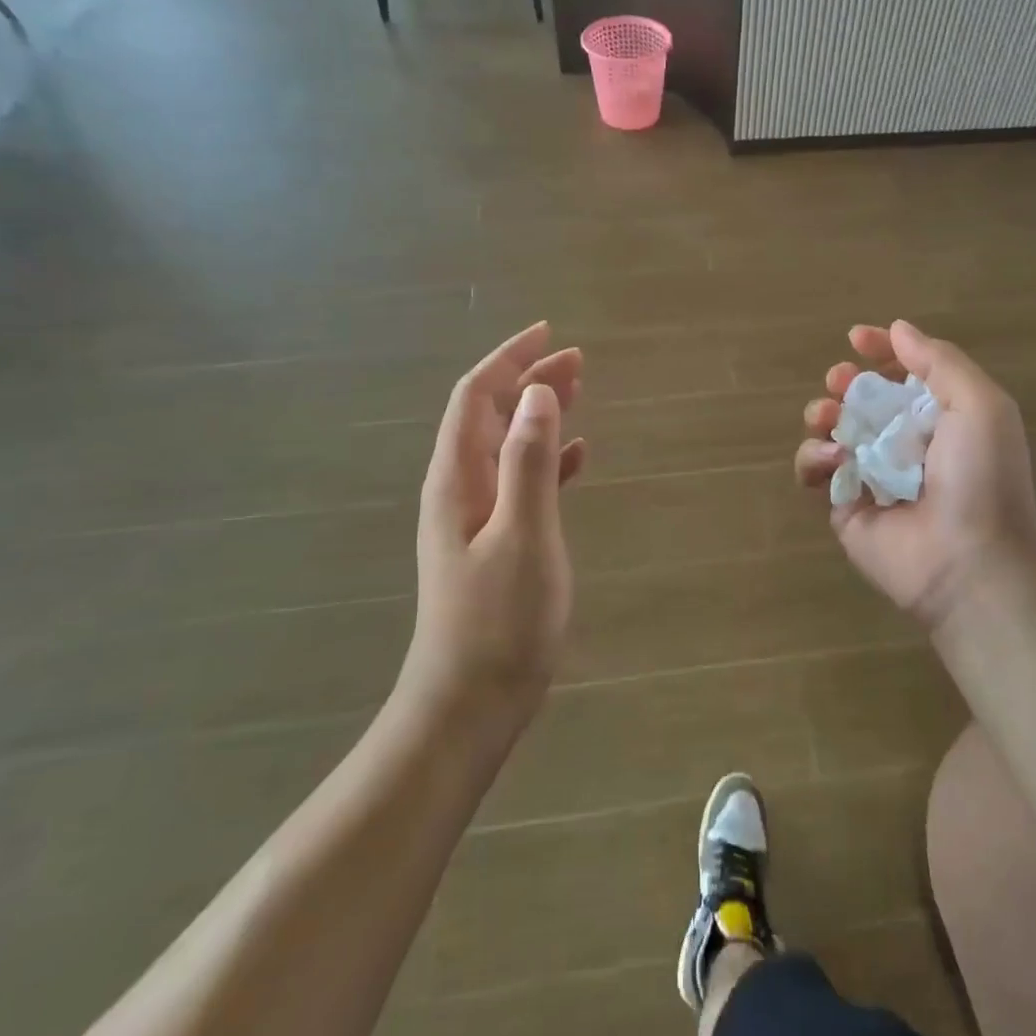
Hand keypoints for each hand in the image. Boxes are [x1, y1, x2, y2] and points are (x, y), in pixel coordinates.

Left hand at [409, 322, 585, 719]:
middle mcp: (459, 487)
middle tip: (577, 360)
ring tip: (579, 392)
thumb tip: (538, 393)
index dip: (509, 358)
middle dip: (529, 379)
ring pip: (508, 444)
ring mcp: (475, 516)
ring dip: (539, 413)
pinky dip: (547, 457)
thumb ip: (529, 461)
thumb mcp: (523, 533)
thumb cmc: (498, 620)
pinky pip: (521, 480)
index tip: (548, 332)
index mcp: (457, 477)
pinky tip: (576, 457)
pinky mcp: (495, 541)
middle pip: (492, 414)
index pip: (477, 396)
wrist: (469, 703)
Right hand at [795, 320, 1035, 629]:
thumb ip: (939, 361)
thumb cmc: (981, 477)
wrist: (969, 562)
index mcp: (939, 418)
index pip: (903, 374)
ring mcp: (871, 476)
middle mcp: (904, 443)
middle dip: (845, 382)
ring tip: (828, 418)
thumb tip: (897, 329)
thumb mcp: (979, 404)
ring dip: (822, 414)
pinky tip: (830, 460)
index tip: (856, 339)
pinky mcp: (845, 507)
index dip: (880, 352)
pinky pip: (816, 472)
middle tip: (840, 382)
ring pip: (831, 431)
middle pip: (861, 400)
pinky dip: (813, 459)